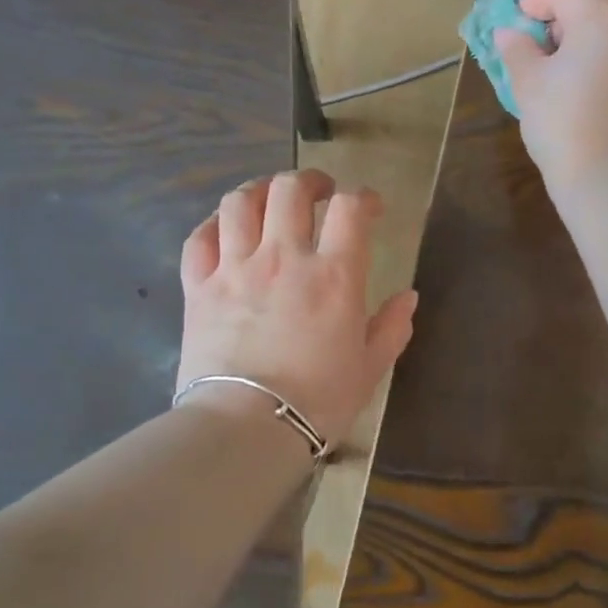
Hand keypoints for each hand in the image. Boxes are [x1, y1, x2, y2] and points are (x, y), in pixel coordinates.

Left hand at [176, 169, 418, 447]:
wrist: (248, 427)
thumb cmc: (318, 401)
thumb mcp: (370, 368)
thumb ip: (391, 327)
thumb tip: (409, 297)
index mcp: (334, 276)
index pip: (351, 209)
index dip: (364, 198)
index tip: (370, 209)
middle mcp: (283, 258)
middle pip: (291, 190)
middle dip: (310, 181)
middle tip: (320, 192)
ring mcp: (235, 268)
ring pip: (240, 202)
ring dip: (260, 191)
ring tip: (270, 200)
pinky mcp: (198, 287)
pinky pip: (199, 238)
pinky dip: (214, 226)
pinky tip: (224, 230)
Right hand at [494, 0, 607, 191]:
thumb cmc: (561, 125)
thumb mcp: (528, 85)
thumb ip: (517, 50)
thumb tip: (508, 32)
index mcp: (598, 17)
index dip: (537, 0)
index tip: (520, 21)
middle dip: (573, 3)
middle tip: (549, 33)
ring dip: (597, 21)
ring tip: (572, 54)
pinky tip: (596, 72)